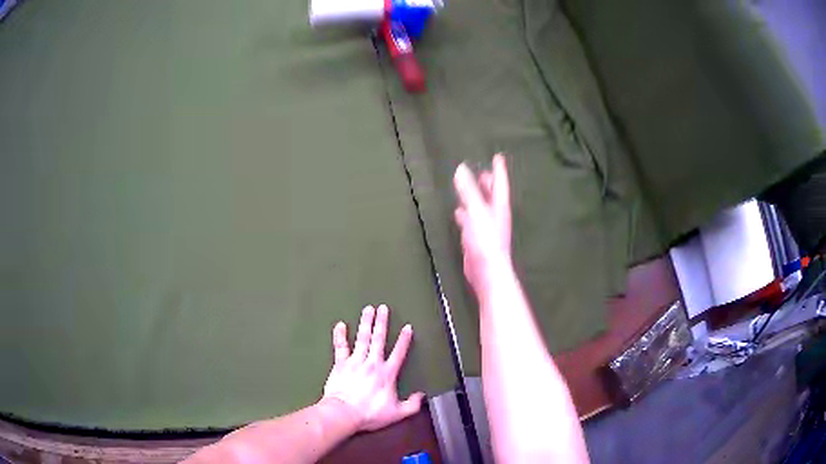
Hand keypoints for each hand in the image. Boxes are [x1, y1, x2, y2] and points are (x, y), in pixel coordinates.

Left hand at [322, 305, 424, 431]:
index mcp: (387, 373)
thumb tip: (422, 396)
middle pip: (379, 339)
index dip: (404, 340)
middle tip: (383, 307)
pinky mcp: (341, 364)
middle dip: (382, 322)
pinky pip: (340, 346)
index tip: (407, 327)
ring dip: (366, 323)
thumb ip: (412, 405)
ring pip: (362, 338)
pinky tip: (340, 324)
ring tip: (368, 309)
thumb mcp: (397, 413)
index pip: (398, 353)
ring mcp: (356, 361)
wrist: (344, 413)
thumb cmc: (370, 413)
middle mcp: (373, 363)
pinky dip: (340, 335)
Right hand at [453, 153, 512, 295]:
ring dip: (476, 197)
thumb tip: (461, 169)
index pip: (500, 184)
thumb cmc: (486, 240)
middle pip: (492, 195)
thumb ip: (469, 191)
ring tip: (468, 188)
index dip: (499, 170)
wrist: (487, 271)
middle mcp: (495, 216)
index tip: (498, 156)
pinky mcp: (477, 239)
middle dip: (488, 183)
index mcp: (499, 207)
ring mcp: (487, 228)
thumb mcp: (476, 212)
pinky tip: (458, 212)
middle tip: (483, 171)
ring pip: (481, 208)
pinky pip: (471, 221)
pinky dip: (466, 214)